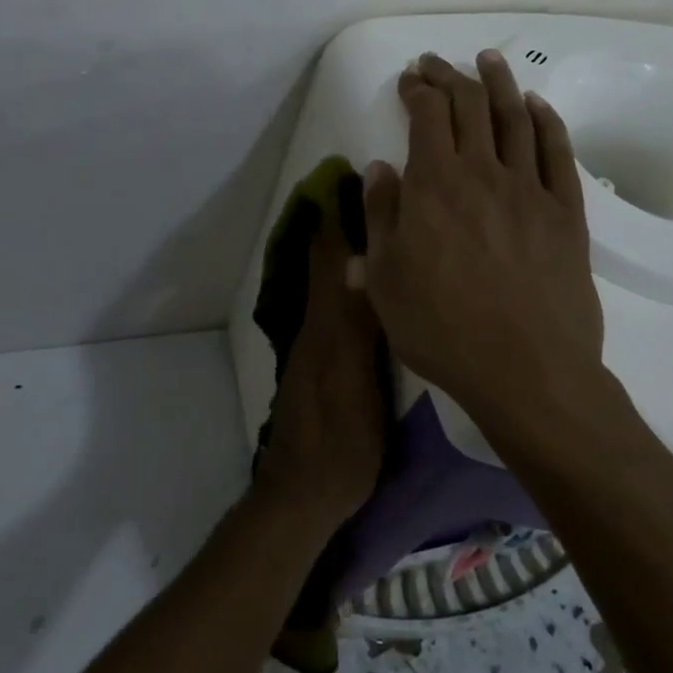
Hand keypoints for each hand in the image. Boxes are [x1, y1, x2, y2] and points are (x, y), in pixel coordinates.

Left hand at [252, 202, 387, 530]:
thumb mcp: (355, 384)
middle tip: (360, 189)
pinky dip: (344, 279)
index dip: (337, 217)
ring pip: (328, 283)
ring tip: (368, 221)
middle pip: (325, 263)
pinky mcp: (322, 365)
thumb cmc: (340, 442)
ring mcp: (317, 346)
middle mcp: (317, 326)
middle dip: (339, 225)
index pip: (329, 257)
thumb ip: (356, 325)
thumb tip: (358, 262)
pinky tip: (362, 279)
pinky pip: (332, 306)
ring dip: (342, 249)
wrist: (304, 495)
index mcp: (326, 325)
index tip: (347, 177)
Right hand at [361, 50, 605, 432]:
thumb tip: (379, 167)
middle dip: (450, 76)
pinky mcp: (566, 210)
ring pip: (515, 117)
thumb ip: (380, 215)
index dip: (417, 90)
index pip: (427, 115)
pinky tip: (537, 105)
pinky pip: (557, 151)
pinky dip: (546, 120)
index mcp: (435, 184)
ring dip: (499, 82)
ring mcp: (530, 188)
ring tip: (489, 59)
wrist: (527, 370)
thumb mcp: (385, 279)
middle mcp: (483, 172)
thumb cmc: (442, 329)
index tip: (409, 80)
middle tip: (437, 63)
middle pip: (469, 105)